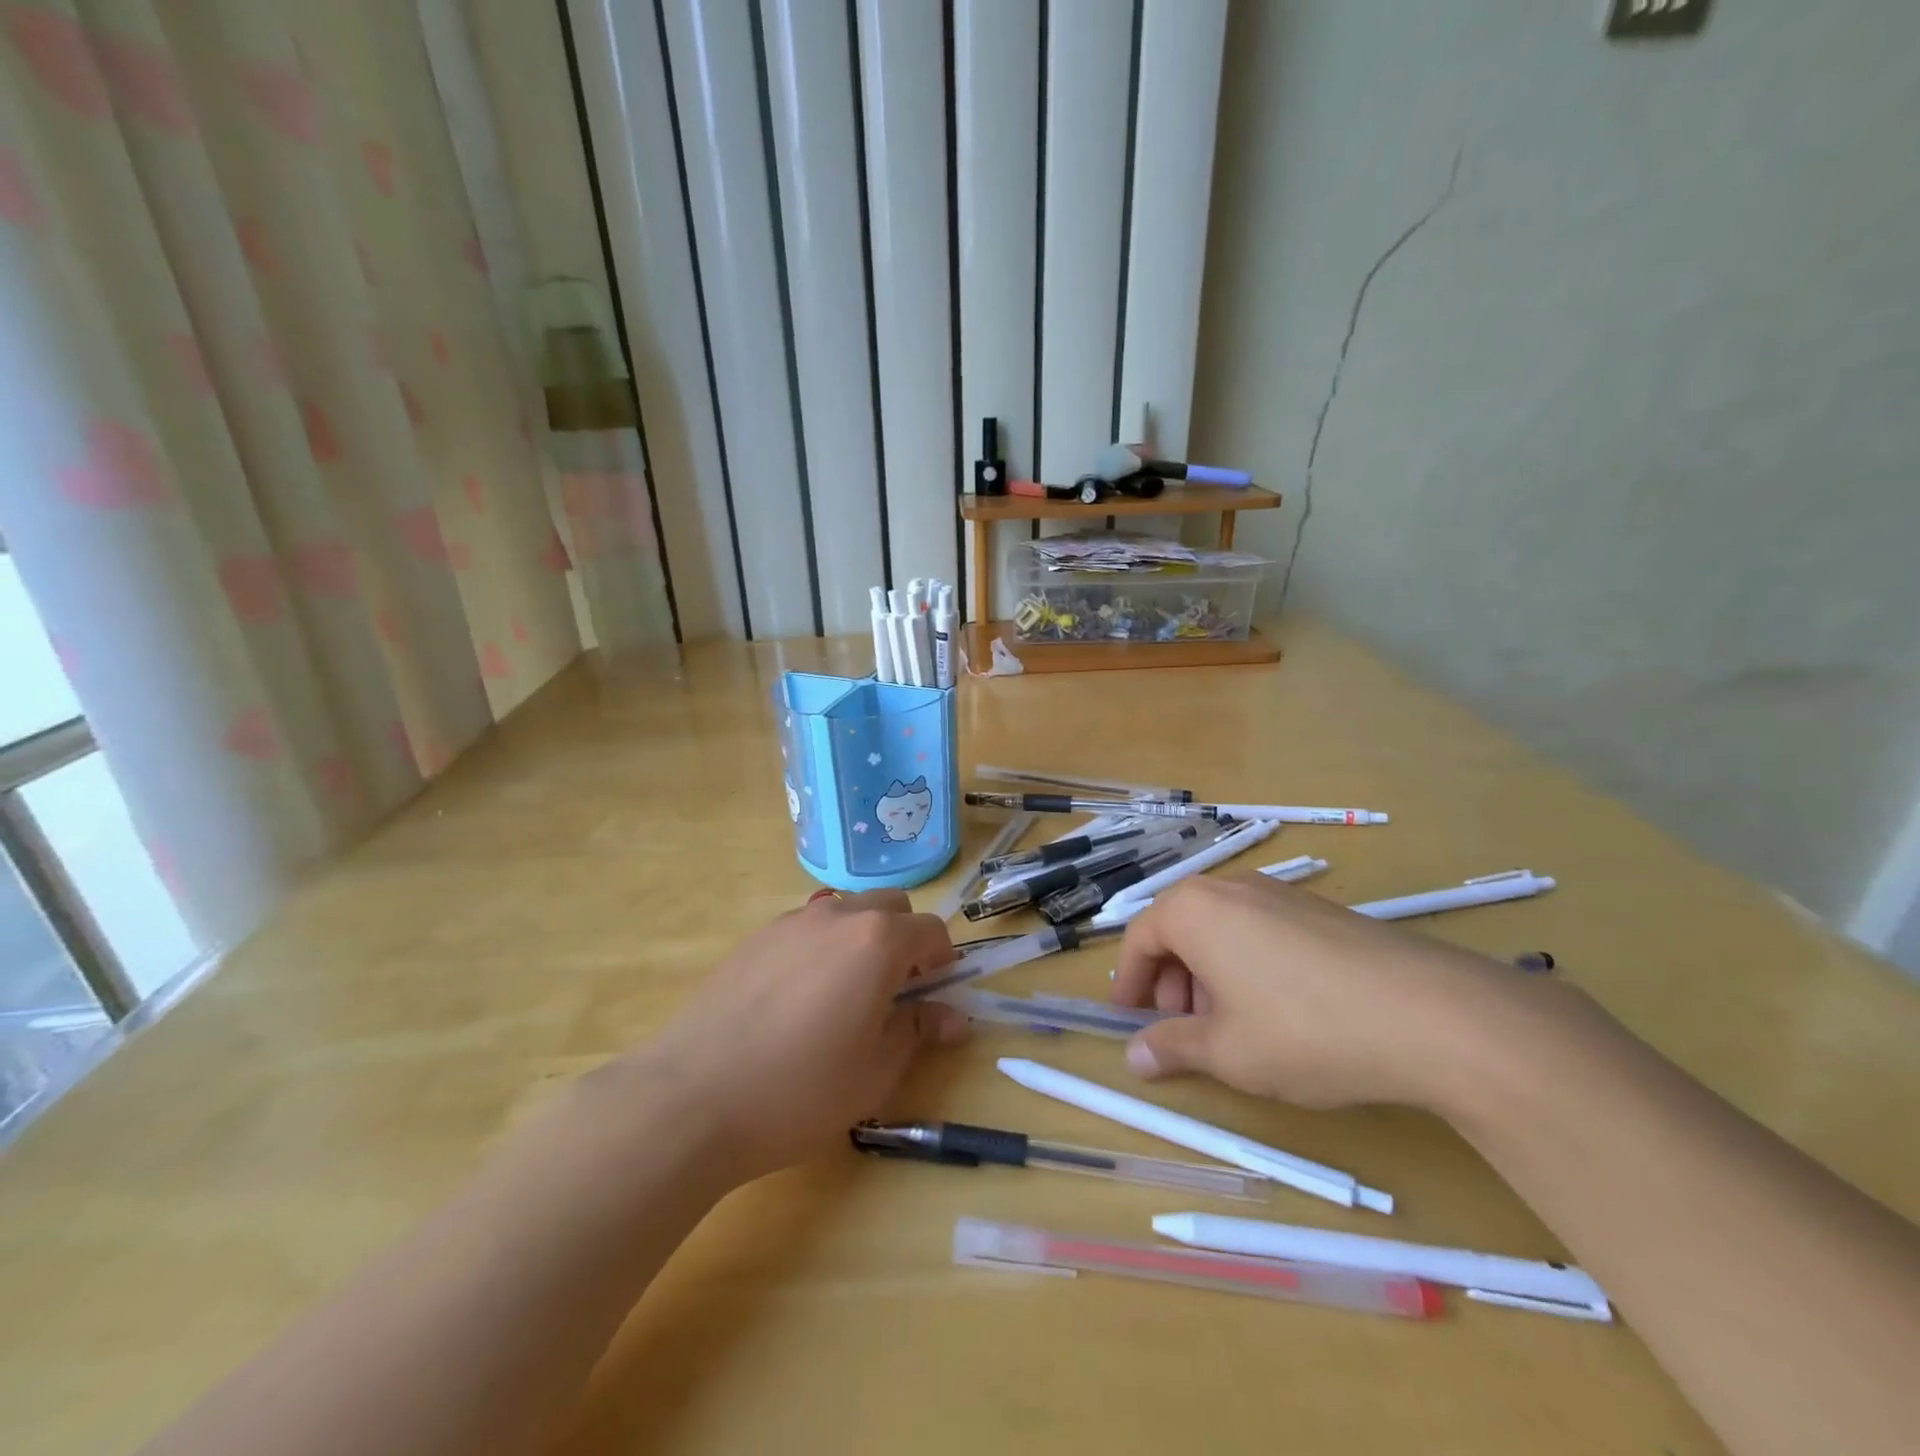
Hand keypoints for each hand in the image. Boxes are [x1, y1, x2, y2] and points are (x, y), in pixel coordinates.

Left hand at [631, 890, 966, 1181]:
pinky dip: (822, 947)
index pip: (931, 931)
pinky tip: (799, 999)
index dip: (943, 963)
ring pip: (846, 910)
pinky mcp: (756, 937)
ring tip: (844, 995)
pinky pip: (807, 927)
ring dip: (862, 938)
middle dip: (905, 940)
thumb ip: (918, 1030)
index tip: (936, 997)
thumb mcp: (875, 1071)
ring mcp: (792, 921)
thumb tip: (955, 1017)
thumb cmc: (800, 1090)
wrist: (692, 1097)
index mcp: (878, 941)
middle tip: (894, 993)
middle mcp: (838, 915)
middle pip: (890, 907)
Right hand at [1111, 876, 1519, 1111]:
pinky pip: (1261, 930)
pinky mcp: (1321, 910)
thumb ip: (1173, 1047)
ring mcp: (1280, 894)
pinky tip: (1280, 1011)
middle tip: (1183, 1027)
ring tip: (1233, 1026)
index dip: (1130, 982)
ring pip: (1223, 929)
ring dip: (1210, 974)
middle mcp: (1231, 888)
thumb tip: (1135, 1057)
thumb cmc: (1304, 1029)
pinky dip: (1249, 965)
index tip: (1128, 1019)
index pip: (1141, 938)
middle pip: (1181, 928)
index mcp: (1195, 910)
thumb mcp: (1228, 1051)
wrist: (1431, 1014)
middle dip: (1172, 979)